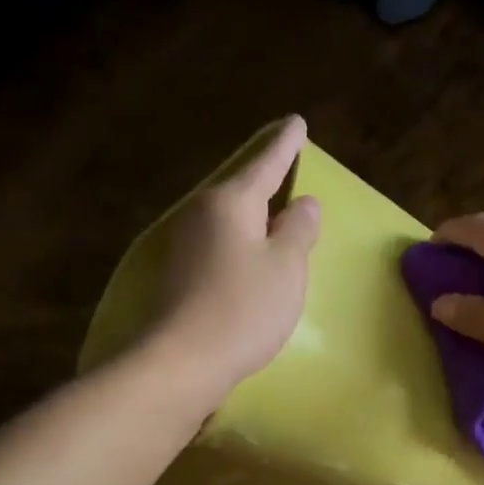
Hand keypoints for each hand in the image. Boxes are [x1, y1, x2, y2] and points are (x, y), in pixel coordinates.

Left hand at [152, 116, 319, 396]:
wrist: (182, 362)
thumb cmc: (244, 308)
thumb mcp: (286, 267)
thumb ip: (299, 229)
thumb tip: (304, 203)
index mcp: (232, 203)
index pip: (266, 164)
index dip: (285, 145)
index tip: (297, 123)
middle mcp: (203, 214)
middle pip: (242, 188)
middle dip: (266, 177)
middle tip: (288, 164)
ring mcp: (186, 245)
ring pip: (229, 217)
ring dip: (253, 212)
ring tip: (275, 210)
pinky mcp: (180, 274)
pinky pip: (220, 243)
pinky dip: (241, 240)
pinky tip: (250, 252)